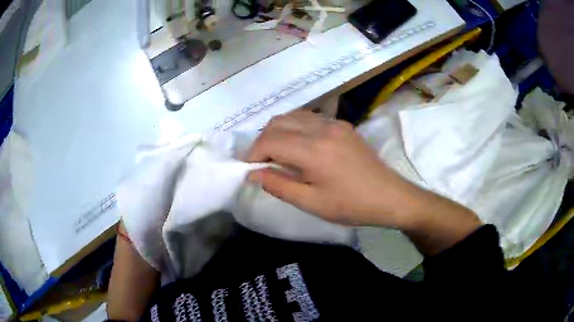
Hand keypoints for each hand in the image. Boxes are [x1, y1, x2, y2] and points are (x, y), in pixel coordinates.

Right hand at [248, 109, 481, 254]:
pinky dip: (296, 127)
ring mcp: (335, 123)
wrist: (390, 196)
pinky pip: (310, 118)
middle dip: (263, 140)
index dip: (254, 153)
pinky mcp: (343, 125)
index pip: (270, 140)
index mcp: (313, 150)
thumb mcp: (312, 203)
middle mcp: (322, 128)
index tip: (250, 168)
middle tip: (262, 162)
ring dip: (279, 131)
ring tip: (278, 153)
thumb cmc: (351, 206)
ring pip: (293, 116)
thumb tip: (253, 173)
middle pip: (278, 122)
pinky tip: (300, 146)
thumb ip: (278, 185)